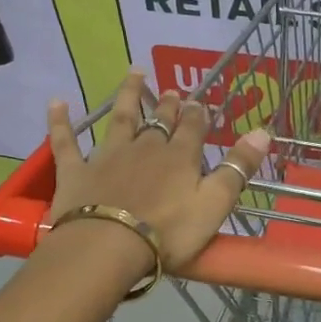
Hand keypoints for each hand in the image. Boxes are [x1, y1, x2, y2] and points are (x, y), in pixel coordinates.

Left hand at [46, 69, 271, 269]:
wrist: (108, 247)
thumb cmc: (168, 231)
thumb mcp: (215, 203)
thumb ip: (238, 168)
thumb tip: (263, 131)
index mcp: (180, 157)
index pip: (193, 128)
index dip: (198, 115)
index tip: (200, 103)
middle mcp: (145, 148)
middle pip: (159, 121)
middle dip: (169, 106)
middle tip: (173, 91)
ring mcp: (108, 157)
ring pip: (120, 119)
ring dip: (128, 96)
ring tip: (134, 74)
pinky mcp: (75, 172)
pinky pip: (66, 142)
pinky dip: (60, 122)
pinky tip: (57, 102)